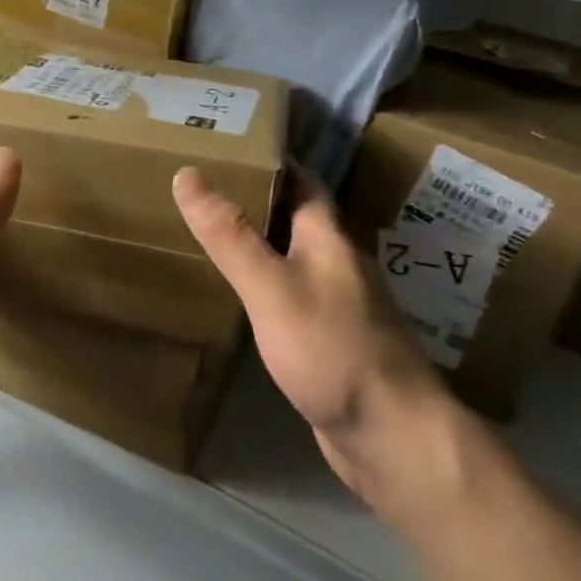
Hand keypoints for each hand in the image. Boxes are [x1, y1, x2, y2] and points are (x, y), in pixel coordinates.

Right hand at [173, 165, 460, 528]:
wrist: (392, 436)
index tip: (230, 143)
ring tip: (210, 233)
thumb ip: (230, 235)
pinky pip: (292, 298)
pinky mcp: (330, 342)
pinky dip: (264, 286)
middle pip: (297, 218)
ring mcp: (338, 306)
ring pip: (294, 259)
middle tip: (204, 187)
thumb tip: (188, 174)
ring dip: (260, 243)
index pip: (302, 181)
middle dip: (257, 199)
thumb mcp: (272, 287)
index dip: (271, 158)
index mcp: (329, 239)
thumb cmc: (333, 350)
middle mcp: (338, 264)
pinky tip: (239, 297)